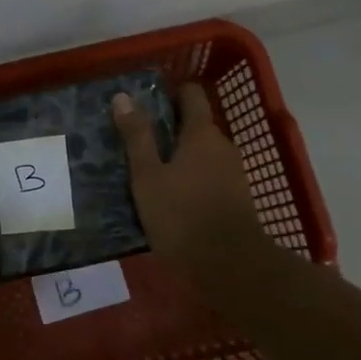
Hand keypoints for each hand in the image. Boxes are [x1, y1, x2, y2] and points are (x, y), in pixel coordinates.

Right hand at [114, 84, 271, 289]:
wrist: (231, 268)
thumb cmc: (182, 215)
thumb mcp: (148, 176)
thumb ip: (137, 136)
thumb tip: (123, 96)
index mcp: (202, 133)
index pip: (191, 94)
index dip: (171, 92)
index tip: (146, 99)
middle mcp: (222, 145)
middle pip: (196, 124)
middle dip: (170, 128)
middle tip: (138, 139)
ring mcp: (234, 173)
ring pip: (202, 152)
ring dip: (180, 156)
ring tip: (150, 170)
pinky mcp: (236, 199)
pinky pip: (209, 176)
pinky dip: (191, 178)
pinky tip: (171, 196)